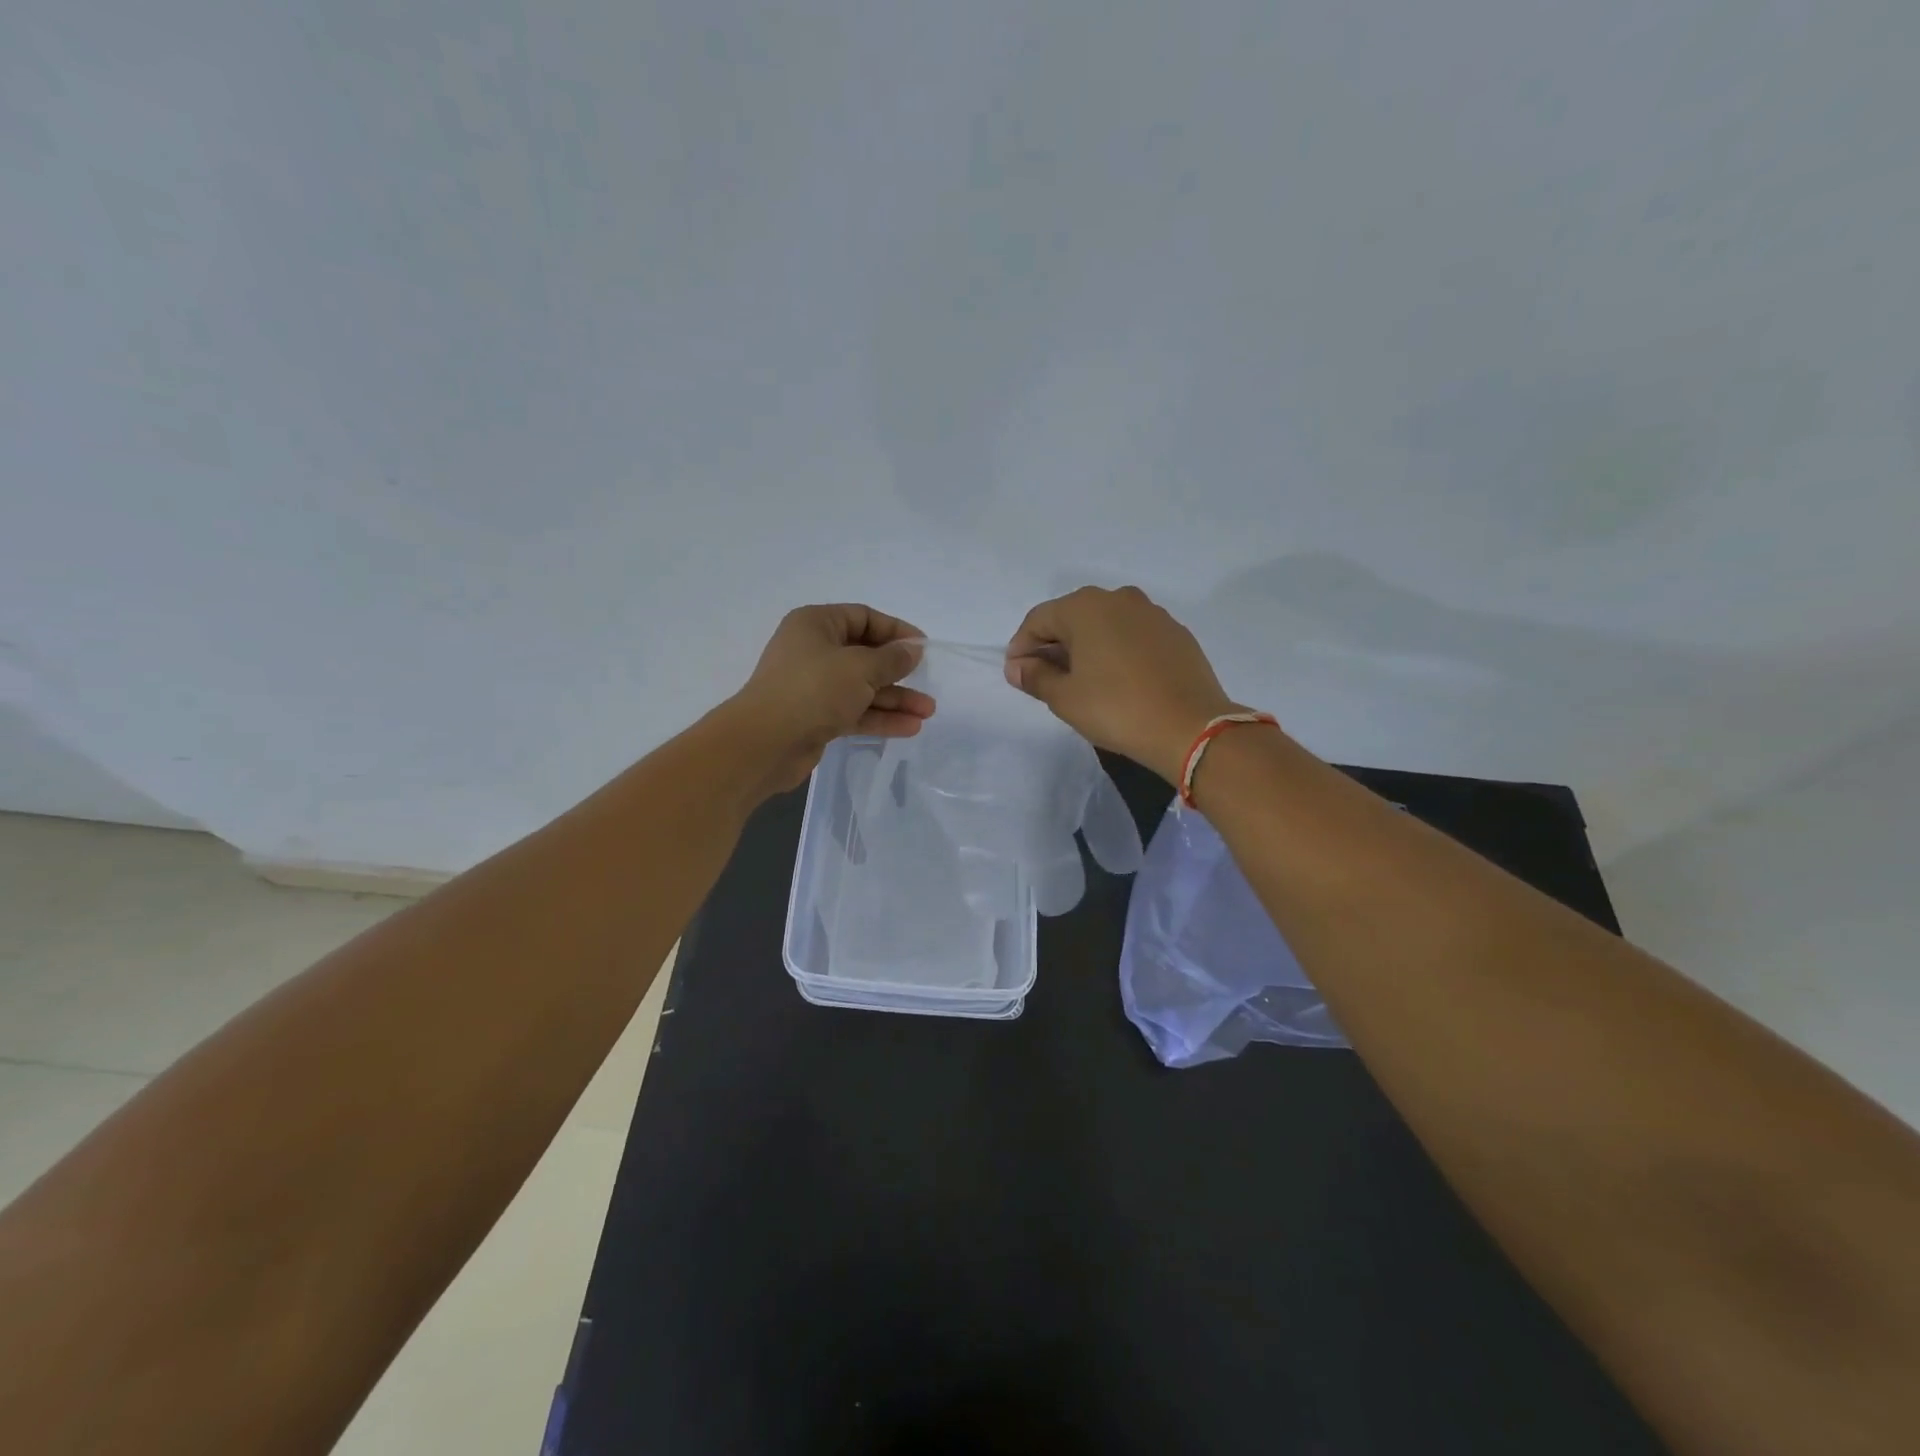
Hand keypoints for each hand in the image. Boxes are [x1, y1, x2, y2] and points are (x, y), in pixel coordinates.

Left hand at [729, 603, 934, 792]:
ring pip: (862, 687)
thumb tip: (912, 650)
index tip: (923, 648)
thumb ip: (892, 659)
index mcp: (816, 624)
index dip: (896, 631)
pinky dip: (879, 717)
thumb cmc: (813, 690)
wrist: (765, 743)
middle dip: (899, 671)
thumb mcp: (860, 668)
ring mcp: (813, 686)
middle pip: (865, 655)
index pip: (863, 617)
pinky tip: (909, 728)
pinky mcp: (815, 716)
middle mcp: (813, 651)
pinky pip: (854, 711)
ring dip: (894, 699)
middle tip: (928, 684)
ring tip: (927, 713)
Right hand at [1005, 586, 1237, 782]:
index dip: (1021, 647)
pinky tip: (1117, 678)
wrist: (1190, 727)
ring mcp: (1152, 613)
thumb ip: (1035, 676)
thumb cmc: (1116, 709)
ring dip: (1086, 646)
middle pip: (1072, 616)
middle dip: (1053, 644)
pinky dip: (1116, 649)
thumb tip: (1017, 666)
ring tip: (1081, 679)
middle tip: (1045, 678)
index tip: (1016, 674)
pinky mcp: (1175, 632)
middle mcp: (1118, 598)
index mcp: (1084, 607)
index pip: (1038, 620)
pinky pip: (1132, 634)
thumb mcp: (1065, 698)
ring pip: (1105, 623)